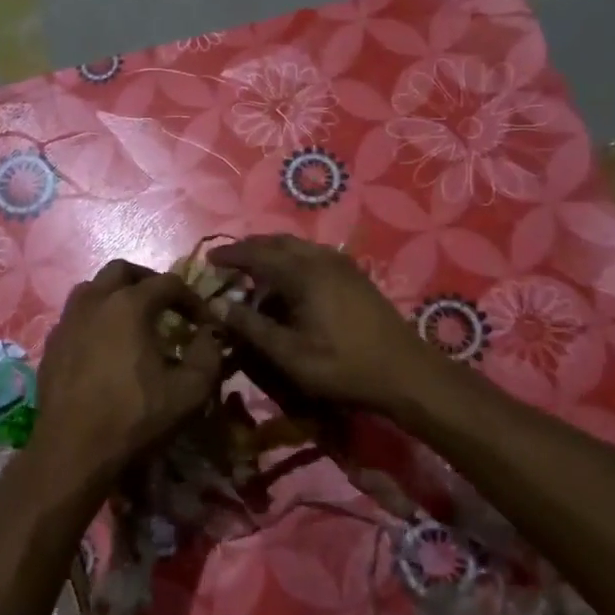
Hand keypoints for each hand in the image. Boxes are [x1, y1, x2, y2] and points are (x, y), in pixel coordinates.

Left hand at [27, 260, 223, 498]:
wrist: (73, 451)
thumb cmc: (135, 417)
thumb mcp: (190, 391)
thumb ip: (209, 355)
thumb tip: (211, 334)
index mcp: (129, 305)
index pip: (168, 283)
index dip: (191, 298)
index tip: (203, 322)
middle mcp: (94, 302)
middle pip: (122, 271)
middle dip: (148, 281)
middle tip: (166, 306)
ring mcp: (67, 322)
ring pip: (92, 288)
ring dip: (116, 295)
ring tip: (133, 320)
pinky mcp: (51, 345)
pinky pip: (75, 316)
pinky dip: (95, 318)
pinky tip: (105, 346)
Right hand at [209, 235, 433, 410]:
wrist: (406, 372)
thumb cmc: (343, 366)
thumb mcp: (290, 354)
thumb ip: (252, 327)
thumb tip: (217, 305)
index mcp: (304, 273)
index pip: (257, 254)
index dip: (230, 256)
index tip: (208, 260)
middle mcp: (322, 259)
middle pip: (278, 242)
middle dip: (250, 249)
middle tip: (228, 264)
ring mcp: (342, 265)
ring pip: (298, 247)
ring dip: (272, 254)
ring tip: (254, 275)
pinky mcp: (355, 276)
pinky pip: (314, 256)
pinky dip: (292, 261)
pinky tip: (289, 284)